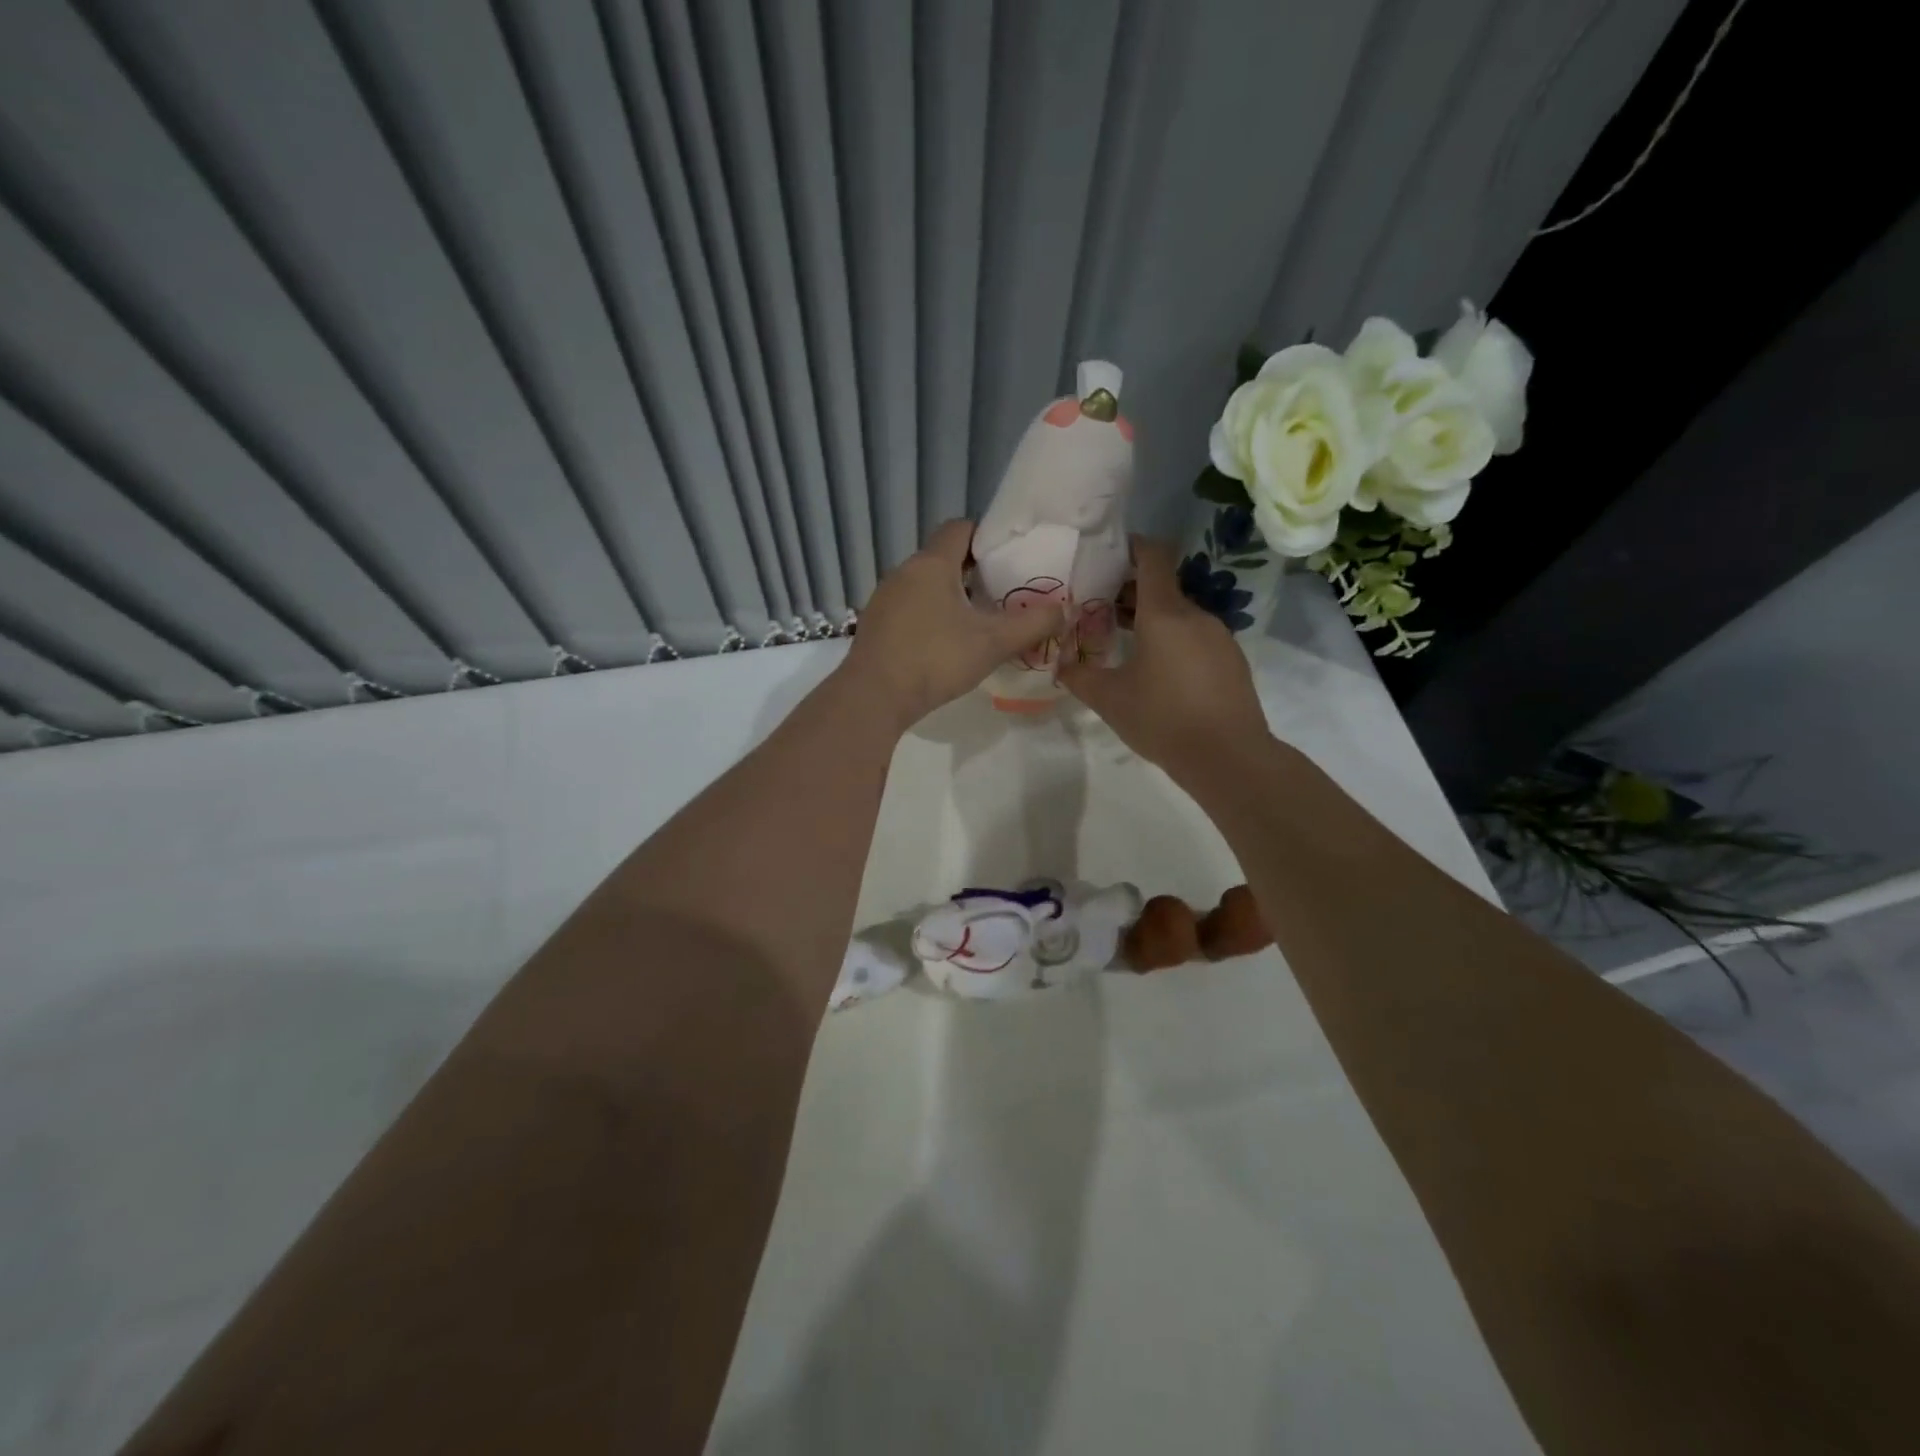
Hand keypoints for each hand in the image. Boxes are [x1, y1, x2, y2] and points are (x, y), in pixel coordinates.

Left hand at [840, 519, 1064, 728]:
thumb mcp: (993, 643)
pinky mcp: (875, 624)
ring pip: (925, 584)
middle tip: (1003, 593)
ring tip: (978, 621)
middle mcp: (904, 571)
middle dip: (974, 571)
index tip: (1010, 558)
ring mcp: (884, 598)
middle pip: (943, 557)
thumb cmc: (936, 659)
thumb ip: (1033, 624)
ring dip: (951, 595)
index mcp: (932, 563)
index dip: (987, 537)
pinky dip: (930, 615)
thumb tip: (1064, 610)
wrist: (874, 697)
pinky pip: (909, 607)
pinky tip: (945, 643)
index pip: (961, 528)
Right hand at [1058, 536, 1269, 778]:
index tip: (1108, 553)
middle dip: (1131, 592)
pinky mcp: (1231, 660)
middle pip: (1162, 588)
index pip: (1152, 557)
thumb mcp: (1109, 699)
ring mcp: (1219, 637)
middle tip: (1100, 608)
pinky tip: (1159, 672)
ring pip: (1179, 615)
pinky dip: (1174, 641)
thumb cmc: (1162, 719)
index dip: (1132, 547)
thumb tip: (1061, 665)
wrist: (1228, 757)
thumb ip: (1080, 676)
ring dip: (1152, 620)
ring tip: (1125, 643)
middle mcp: (1195, 616)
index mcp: (1164, 614)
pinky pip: (1196, 637)